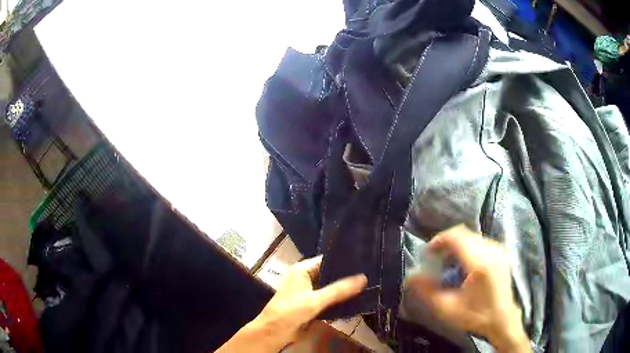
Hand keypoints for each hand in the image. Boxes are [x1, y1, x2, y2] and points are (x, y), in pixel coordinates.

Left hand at [216, 256, 366, 351]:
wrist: (274, 332)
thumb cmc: (290, 311)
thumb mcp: (315, 300)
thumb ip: (339, 290)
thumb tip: (364, 278)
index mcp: (302, 270)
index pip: (326, 261)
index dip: (343, 262)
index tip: (364, 263)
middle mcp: (305, 277)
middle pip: (329, 274)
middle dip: (346, 278)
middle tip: (369, 276)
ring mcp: (308, 291)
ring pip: (330, 288)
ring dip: (343, 290)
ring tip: (367, 287)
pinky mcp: (311, 304)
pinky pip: (328, 299)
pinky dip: (338, 301)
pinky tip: (355, 301)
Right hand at [406, 225, 529, 352]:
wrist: (502, 318)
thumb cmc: (475, 315)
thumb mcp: (448, 309)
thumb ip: (427, 292)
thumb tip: (410, 277)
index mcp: (479, 262)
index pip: (456, 237)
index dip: (438, 240)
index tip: (427, 253)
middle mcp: (490, 250)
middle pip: (463, 234)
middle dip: (446, 243)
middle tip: (435, 258)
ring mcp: (498, 250)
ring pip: (471, 236)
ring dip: (456, 245)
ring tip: (448, 262)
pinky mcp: (501, 253)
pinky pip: (480, 241)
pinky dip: (467, 247)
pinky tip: (464, 264)